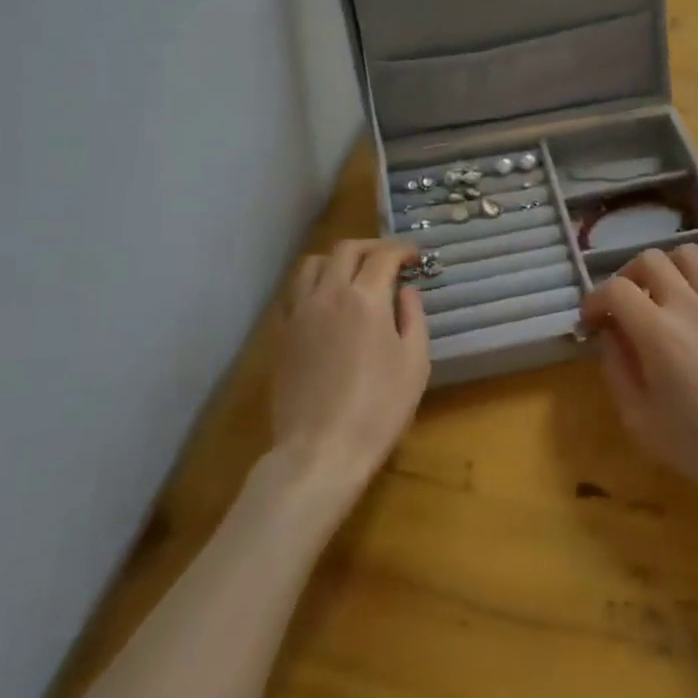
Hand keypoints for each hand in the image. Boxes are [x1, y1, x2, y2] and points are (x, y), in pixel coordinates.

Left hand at [275, 238, 430, 495]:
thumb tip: (406, 290)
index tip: (415, 257)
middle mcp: (328, 294)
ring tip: (353, 274)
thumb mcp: (415, 364)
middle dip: (372, 247)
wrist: (320, 450)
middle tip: (389, 260)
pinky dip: (313, 283)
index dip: (402, 249)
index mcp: (365, 298)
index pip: (383, 255)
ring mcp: (299, 312)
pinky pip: (294, 292)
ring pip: (312, 264)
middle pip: (346, 249)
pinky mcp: (281, 334)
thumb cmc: (378, 409)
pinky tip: (326, 302)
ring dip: (337, 260)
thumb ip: (413, 317)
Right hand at [582, 246, 697, 532]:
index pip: (615, 289)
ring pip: (689, 254)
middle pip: (650, 259)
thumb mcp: (638, 418)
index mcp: (658, 332)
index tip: (591, 322)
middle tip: (624, 306)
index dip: (594, 300)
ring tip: (663, 296)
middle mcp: (690, 305)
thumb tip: (609, 333)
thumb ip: (615, 367)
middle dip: (627, 277)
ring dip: (668, 268)